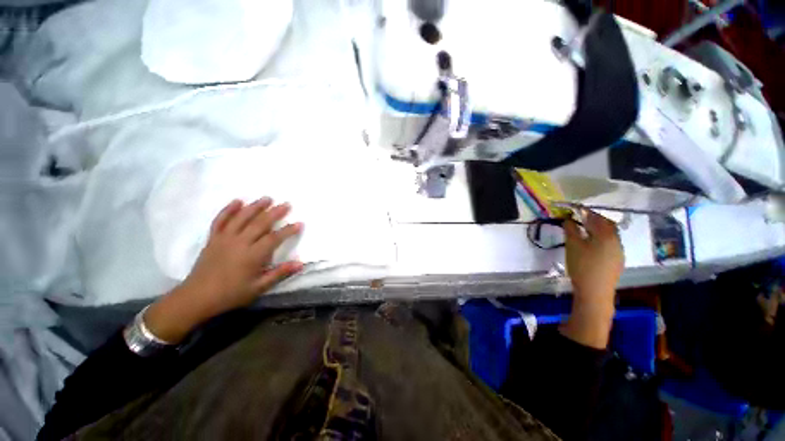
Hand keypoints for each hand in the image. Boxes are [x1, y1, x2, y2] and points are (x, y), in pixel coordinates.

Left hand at [144, 198, 303, 342]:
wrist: (197, 297)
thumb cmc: (231, 293)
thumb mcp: (258, 288)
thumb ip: (279, 273)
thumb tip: (300, 264)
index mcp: (252, 256)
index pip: (274, 238)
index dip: (288, 230)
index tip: (299, 223)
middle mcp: (239, 242)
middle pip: (260, 223)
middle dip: (275, 213)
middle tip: (287, 204)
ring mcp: (224, 238)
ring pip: (241, 218)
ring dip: (255, 206)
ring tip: (267, 198)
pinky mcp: (213, 238)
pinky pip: (220, 220)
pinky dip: (228, 209)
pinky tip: (237, 201)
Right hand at [564, 210, 623, 302]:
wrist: (595, 291)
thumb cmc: (582, 265)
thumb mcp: (572, 245)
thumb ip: (570, 230)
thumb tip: (568, 219)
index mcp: (606, 235)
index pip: (596, 218)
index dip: (585, 212)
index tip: (574, 209)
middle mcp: (617, 241)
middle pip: (607, 225)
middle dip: (594, 220)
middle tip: (580, 219)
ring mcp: (619, 252)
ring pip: (609, 236)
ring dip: (598, 231)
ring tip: (584, 232)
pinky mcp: (617, 262)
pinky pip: (610, 245)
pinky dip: (601, 240)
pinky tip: (591, 246)